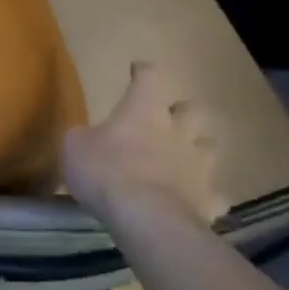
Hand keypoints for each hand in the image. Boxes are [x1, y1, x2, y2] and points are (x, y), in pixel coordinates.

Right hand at [62, 62, 230, 227]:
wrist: (146, 218)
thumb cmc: (106, 173)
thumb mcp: (74, 147)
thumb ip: (81, 137)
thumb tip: (85, 137)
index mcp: (144, 111)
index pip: (149, 78)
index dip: (142, 72)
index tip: (137, 70)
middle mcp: (178, 131)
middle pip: (192, 109)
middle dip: (182, 112)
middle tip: (167, 121)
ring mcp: (199, 165)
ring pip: (209, 147)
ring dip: (198, 150)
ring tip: (185, 161)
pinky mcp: (209, 199)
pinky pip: (215, 195)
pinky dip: (206, 196)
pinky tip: (195, 202)